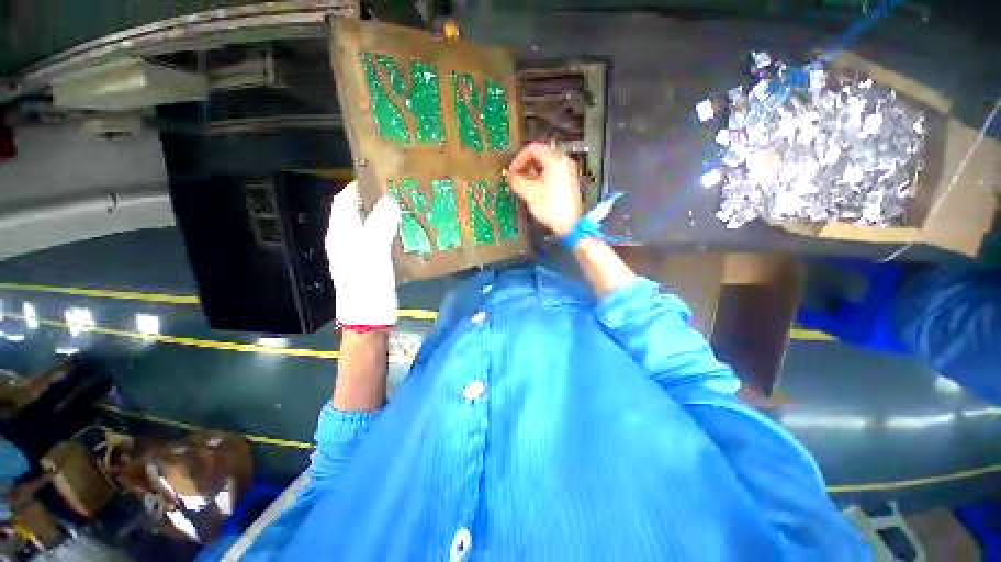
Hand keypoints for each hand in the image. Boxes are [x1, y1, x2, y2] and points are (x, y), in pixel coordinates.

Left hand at [325, 181, 400, 326]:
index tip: (377, 177)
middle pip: (357, 213)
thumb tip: (390, 201)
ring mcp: (358, 254)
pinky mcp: (370, 265)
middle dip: (373, 201)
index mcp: (341, 234)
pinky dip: (389, 233)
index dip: (357, 187)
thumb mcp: (373, 251)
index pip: (344, 201)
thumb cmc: (367, 283)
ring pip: (369, 228)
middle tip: (397, 193)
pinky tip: (405, 234)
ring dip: (383, 217)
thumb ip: (380, 224)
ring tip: (404, 210)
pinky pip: (379, 242)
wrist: (368, 317)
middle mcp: (346, 241)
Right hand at [507, 142, 581, 235]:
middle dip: (525, 166)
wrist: (570, 224)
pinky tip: (534, 190)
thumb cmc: (550, 207)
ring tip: (523, 186)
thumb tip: (511, 176)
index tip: (512, 172)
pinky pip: (552, 174)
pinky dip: (541, 178)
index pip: (533, 149)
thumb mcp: (529, 193)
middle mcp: (563, 161)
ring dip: (532, 173)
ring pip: (545, 165)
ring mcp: (568, 172)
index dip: (519, 159)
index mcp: (555, 160)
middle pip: (540, 156)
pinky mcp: (569, 182)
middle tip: (516, 179)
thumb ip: (517, 181)